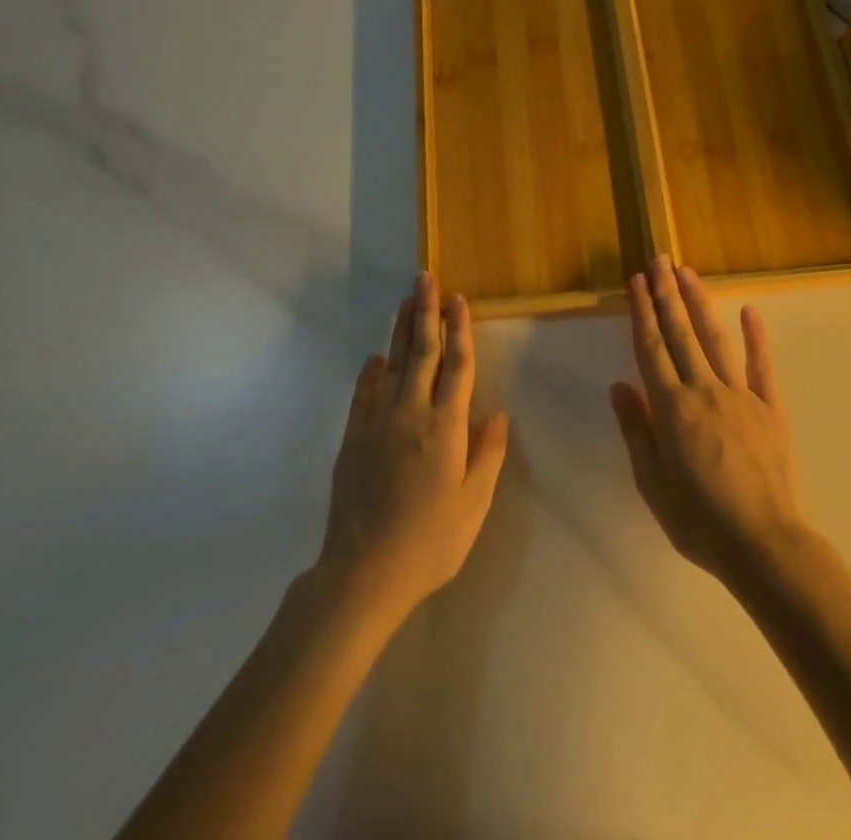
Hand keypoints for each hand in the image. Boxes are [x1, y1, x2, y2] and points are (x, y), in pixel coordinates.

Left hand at [317, 273, 508, 624]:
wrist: (363, 572)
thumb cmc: (429, 541)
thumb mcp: (473, 505)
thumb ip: (487, 455)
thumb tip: (497, 413)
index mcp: (446, 426)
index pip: (457, 365)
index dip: (460, 330)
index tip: (459, 299)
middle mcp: (411, 413)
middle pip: (421, 352)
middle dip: (425, 313)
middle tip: (425, 279)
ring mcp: (377, 423)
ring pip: (391, 364)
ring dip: (399, 331)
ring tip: (404, 301)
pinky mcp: (353, 439)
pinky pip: (363, 394)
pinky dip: (370, 372)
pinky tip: (374, 358)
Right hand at [610, 257, 805, 587]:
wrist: (763, 543)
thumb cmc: (699, 519)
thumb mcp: (652, 482)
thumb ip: (636, 430)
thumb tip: (619, 385)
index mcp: (671, 408)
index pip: (651, 348)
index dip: (642, 312)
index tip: (636, 281)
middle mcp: (704, 390)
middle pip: (681, 333)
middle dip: (667, 294)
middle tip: (659, 261)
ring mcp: (740, 395)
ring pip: (715, 339)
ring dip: (700, 303)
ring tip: (688, 273)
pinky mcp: (770, 408)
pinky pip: (762, 366)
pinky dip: (756, 337)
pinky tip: (750, 310)